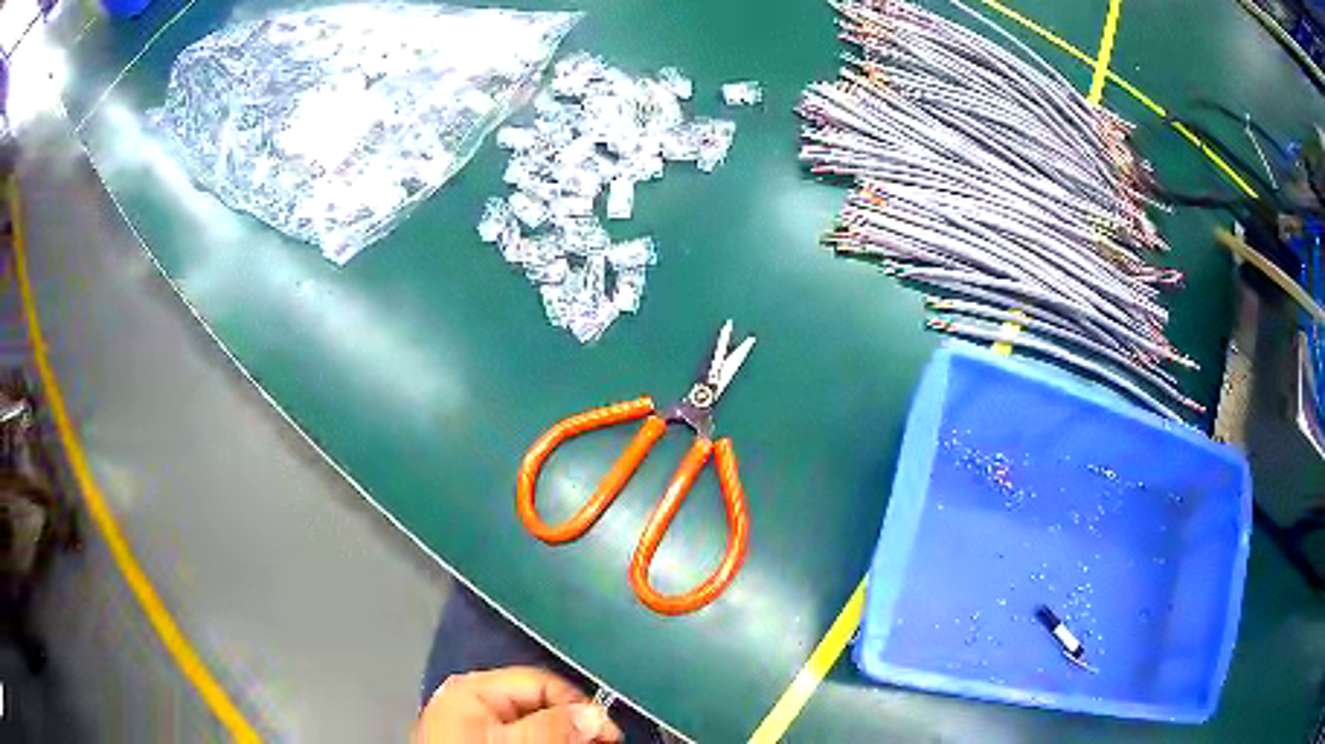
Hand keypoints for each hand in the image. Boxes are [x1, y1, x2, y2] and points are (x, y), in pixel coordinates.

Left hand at [414, 666, 623, 743]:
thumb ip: (552, 726)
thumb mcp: (512, 741)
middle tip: (596, 743)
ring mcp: (472, 723)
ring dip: (559, 734)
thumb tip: (594, 716)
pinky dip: (539, 740)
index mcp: (474, 687)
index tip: (607, 733)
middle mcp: (472, 699)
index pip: (544, 682)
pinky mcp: (474, 739)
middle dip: (571, 724)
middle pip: (539, 703)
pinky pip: (517, 733)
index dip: (580, 706)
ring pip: (531, 721)